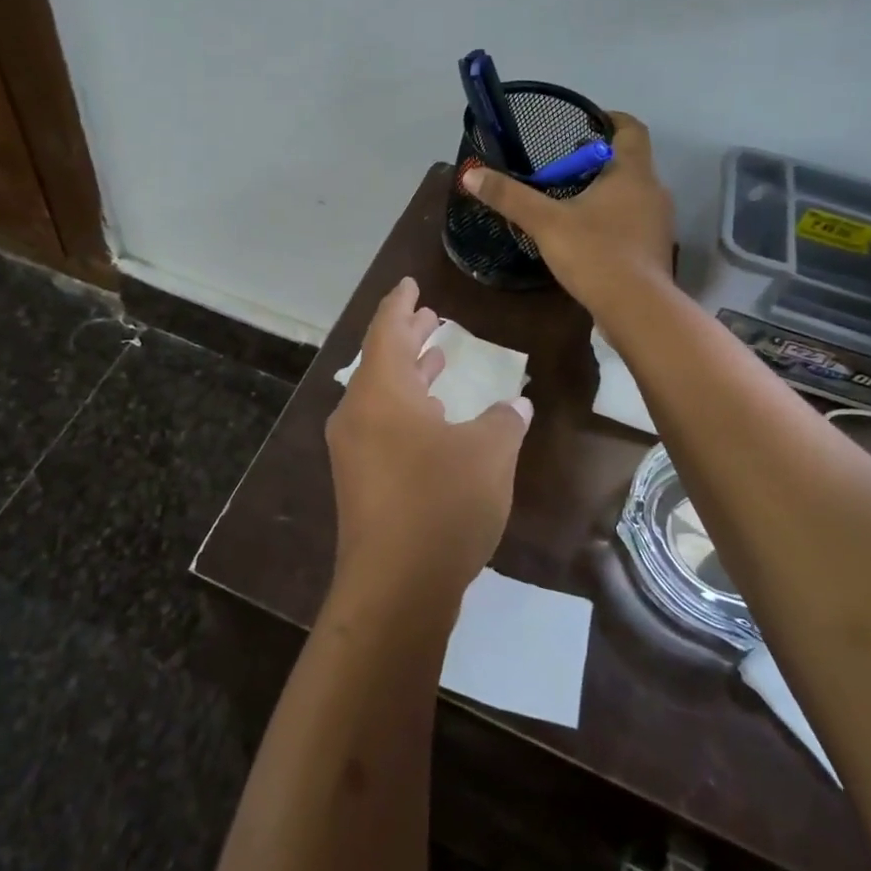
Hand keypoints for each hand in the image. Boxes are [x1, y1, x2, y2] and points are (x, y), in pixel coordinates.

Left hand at [325, 278, 532, 611]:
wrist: (396, 587)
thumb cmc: (441, 504)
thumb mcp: (488, 454)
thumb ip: (503, 421)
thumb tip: (516, 408)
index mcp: (381, 392)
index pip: (387, 329)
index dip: (401, 303)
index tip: (411, 283)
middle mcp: (358, 413)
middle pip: (382, 360)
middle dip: (408, 335)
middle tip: (431, 316)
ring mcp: (355, 450)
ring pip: (383, 395)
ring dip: (410, 373)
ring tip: (437, 356)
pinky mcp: (361, 481)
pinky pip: (383, 425)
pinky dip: (408, 408)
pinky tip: (435, 417)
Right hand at [461, 112, 674, 321]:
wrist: (637, 309)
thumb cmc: (596, 254)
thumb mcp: (546, 222)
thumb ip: (510, 197)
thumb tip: (471, 173)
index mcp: (633, 172)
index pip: (631, 128)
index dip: (609, 119)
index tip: (583, 124)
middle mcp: (653, 190)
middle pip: (628, 162)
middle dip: (596, 160)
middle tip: (561, 169)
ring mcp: (658, 222)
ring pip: (631, 194)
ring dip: (605, 192)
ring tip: (569, 202)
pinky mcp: (654, 250)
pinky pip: (632, 222)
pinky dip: (611, 220)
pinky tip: (586, 237)